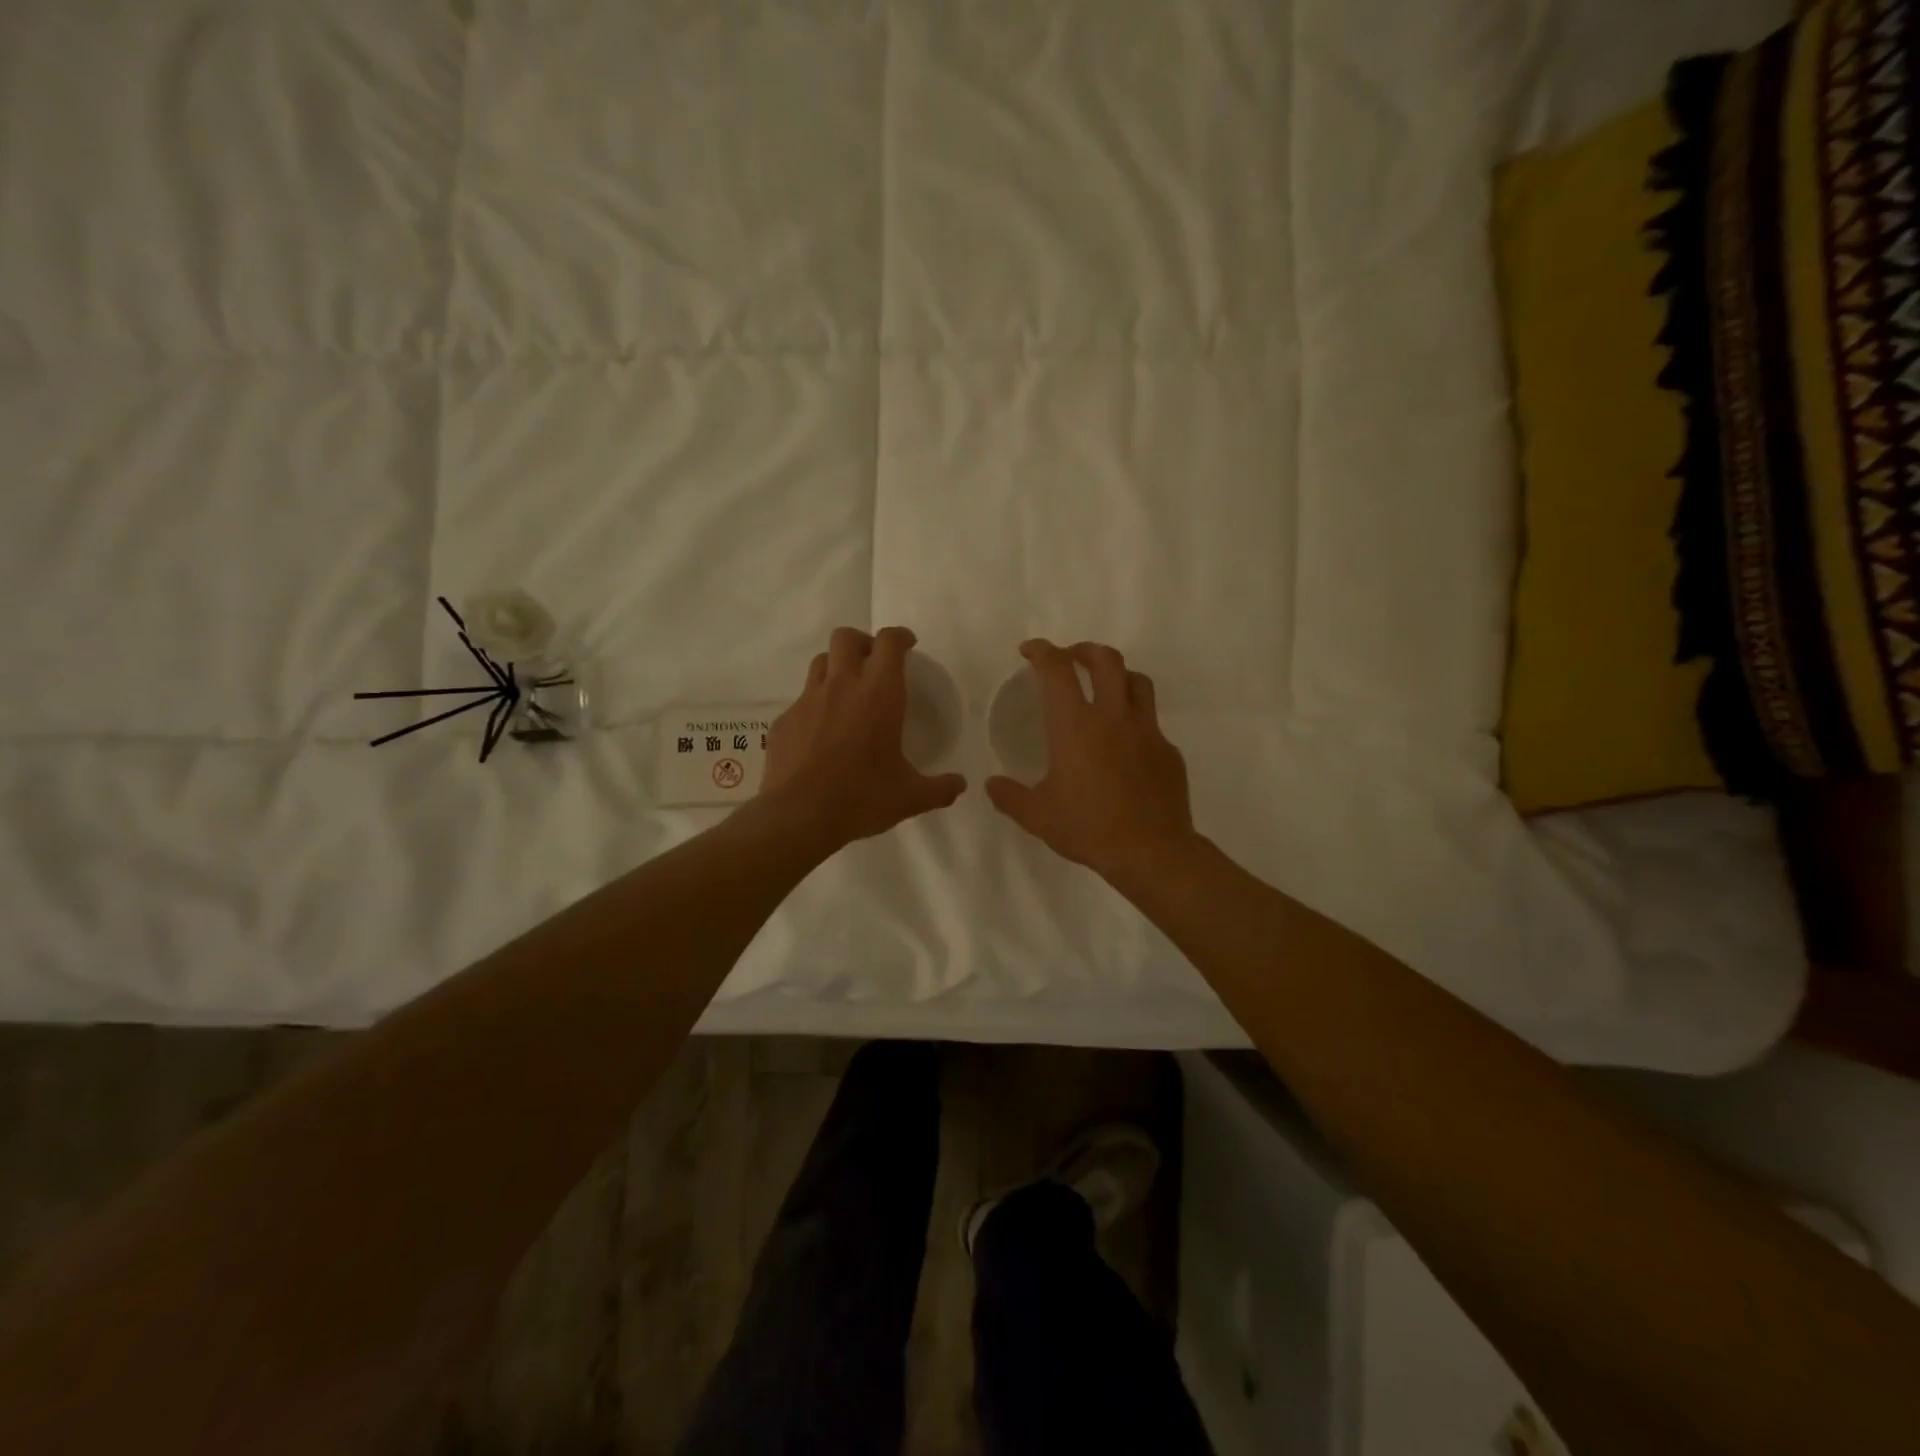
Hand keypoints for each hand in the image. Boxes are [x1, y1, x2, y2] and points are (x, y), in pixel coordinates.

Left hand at [759, 626, 967, 852]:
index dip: (900, 636)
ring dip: (836, 667)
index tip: (908, 645)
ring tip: (847, 691)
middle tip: (874, 663)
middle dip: (862, 642)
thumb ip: (940, 788)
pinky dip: (815, 705)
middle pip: (846, 638)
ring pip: (820, 662)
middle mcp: (842, 686)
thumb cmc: (862, 798)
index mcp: (879, 694)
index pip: (889, 642)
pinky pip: (801, 700)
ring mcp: (808, 700)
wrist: (799, 815)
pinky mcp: (784, 720)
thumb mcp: (910, 797)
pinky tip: (821, 732)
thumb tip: (960, 785)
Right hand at [986, 639, 1195, 883]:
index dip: (1042, 651)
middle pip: (1106, 660)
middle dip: (1084, 650)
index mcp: (1076, 726)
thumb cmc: (1089, 829)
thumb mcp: (1038, 817)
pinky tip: (1126, 744)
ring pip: (1137, 681)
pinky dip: (1135, 719)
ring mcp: (1147, 731)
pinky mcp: (1168, 750)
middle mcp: (1113, 717)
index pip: (1057, 670)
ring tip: (1104, 687)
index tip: (1030, 651)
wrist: (1151, 852)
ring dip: (1117, 674)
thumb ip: (1010, 797)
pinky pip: (1151, 722)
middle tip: (1070, 659)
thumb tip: (991, 785)